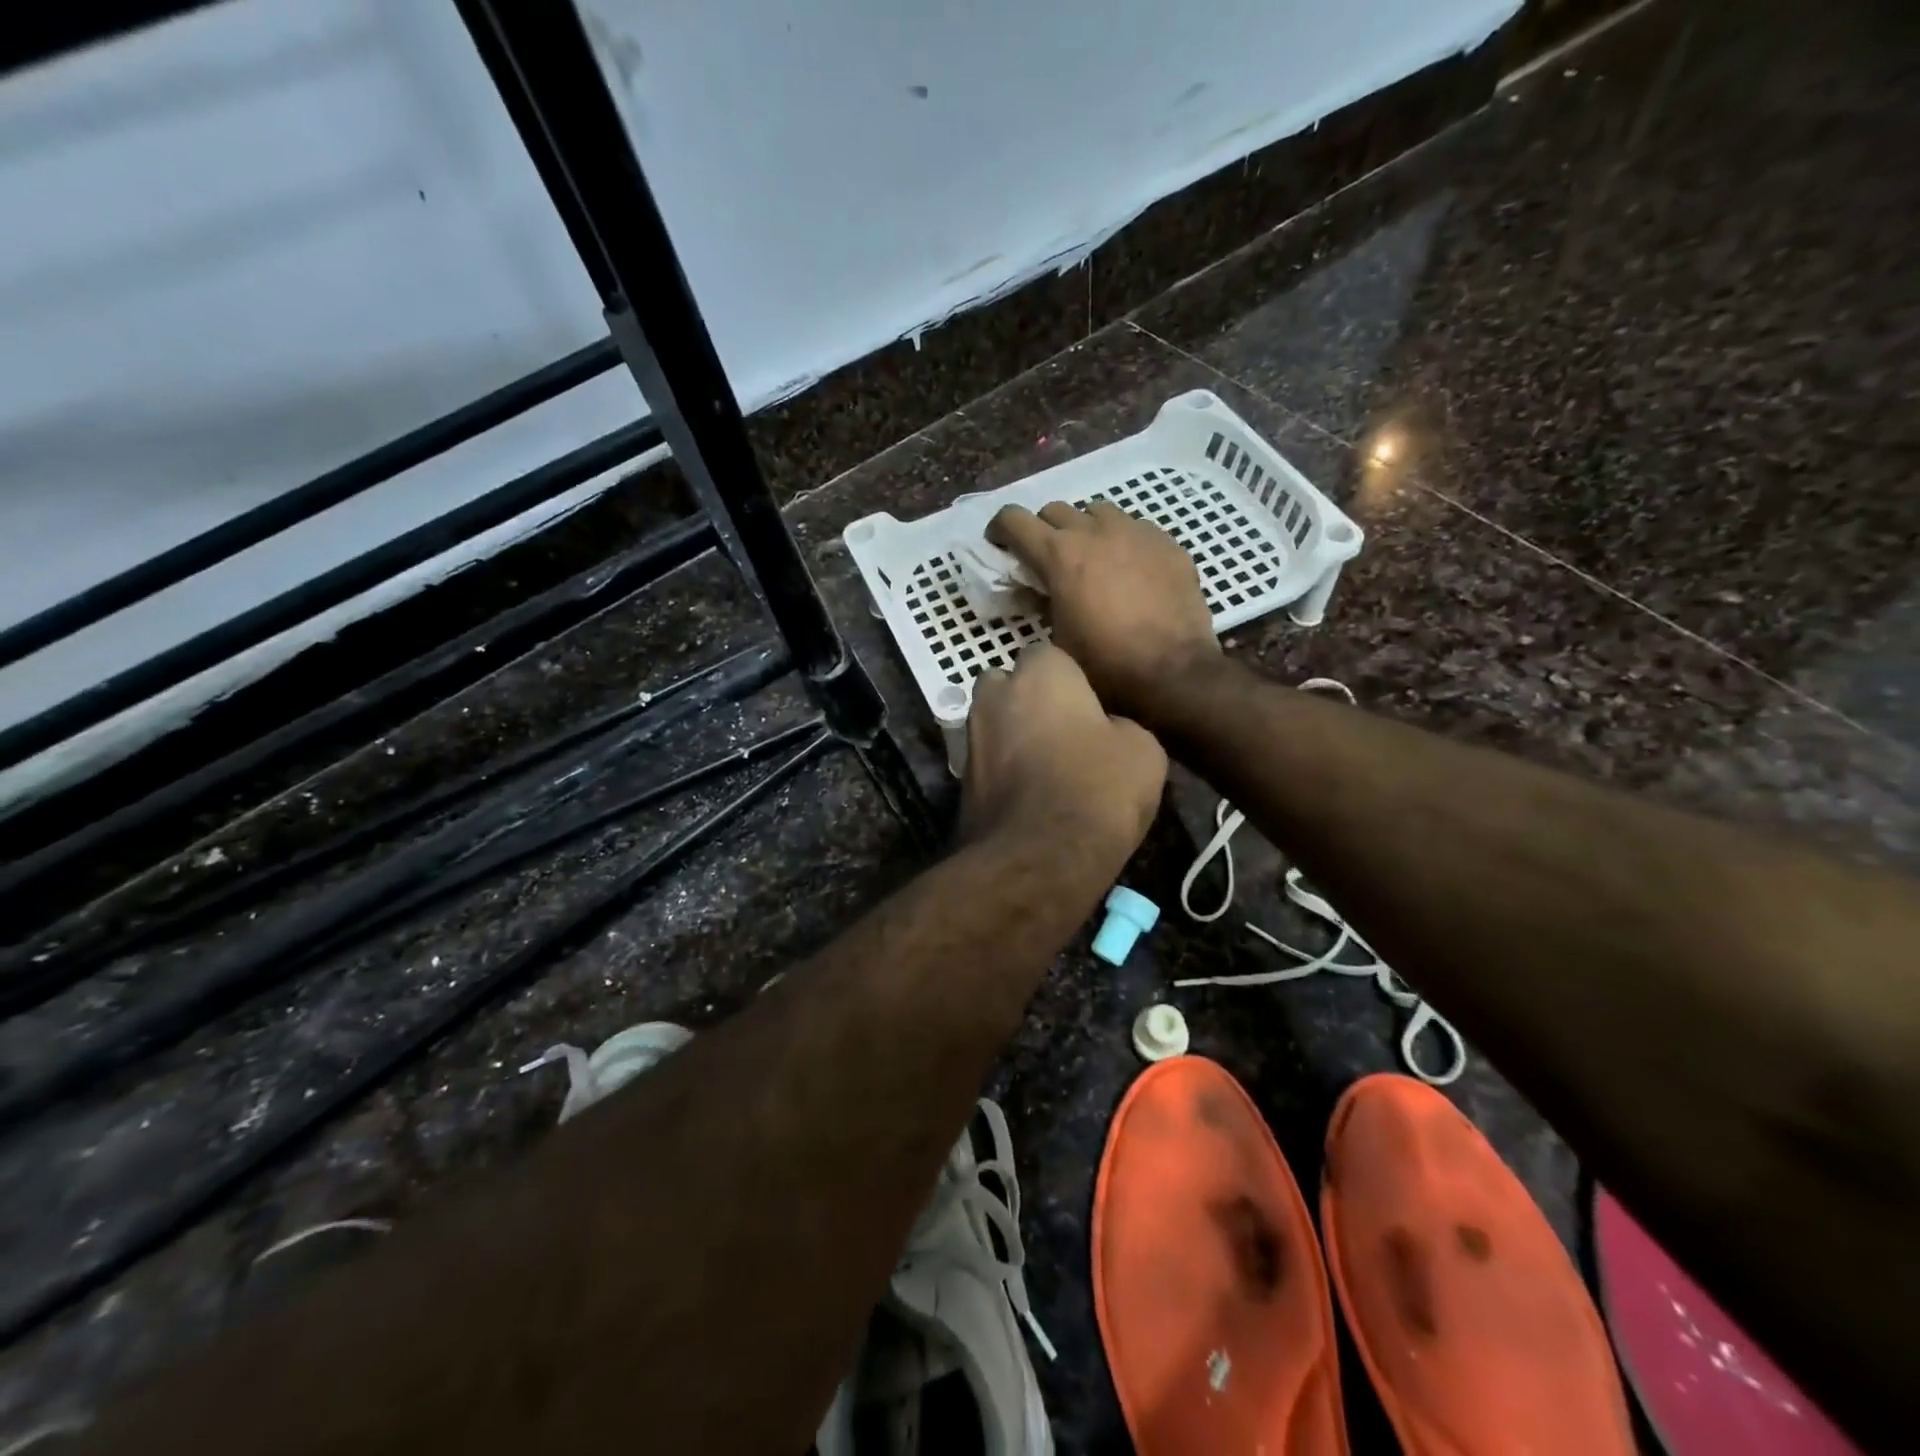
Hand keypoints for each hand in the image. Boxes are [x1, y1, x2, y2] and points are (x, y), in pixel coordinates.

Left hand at [959, 644, 1166, 869]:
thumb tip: (1105, 730)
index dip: (1071, 680)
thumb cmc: (1097, 789)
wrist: (1037, 859)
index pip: (1050, 655)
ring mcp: (970, 739)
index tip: (1091, 708)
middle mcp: (995, 696)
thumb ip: (1119, 725)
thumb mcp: (1143, 750)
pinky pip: (988, 765)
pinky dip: (1004, 774)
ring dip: (1014, 738)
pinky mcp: (959, 782)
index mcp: (1039, 673)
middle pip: (1010, 685)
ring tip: (1048, 770)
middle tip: (1064, 733)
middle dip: (1029, 701)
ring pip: (995, 726)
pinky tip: (1030, 799)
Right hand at [987, 501, 1219, 720]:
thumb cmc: (1106, 664)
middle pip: (1055, 510)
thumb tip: (1037, 592)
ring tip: (1091, 560)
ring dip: (1085, 530)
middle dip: (1043, 530)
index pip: (1014, 519)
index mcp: (1059, 555)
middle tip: (1046, 560)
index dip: (1000, 529)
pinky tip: (1129, 571)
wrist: (1174, 672)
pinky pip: (1135, 529)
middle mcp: (1095, 531)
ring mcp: (1135, 532)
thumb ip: (1042, 605)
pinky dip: (1122, 543)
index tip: (1000, 545)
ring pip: (1098, 513)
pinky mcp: (1167, 543)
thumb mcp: (1058, 640)